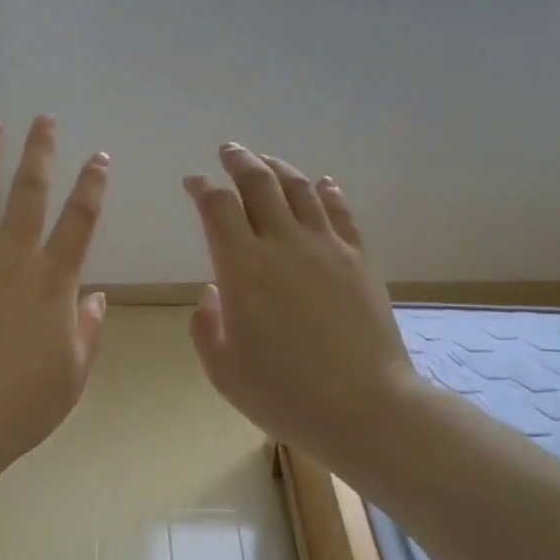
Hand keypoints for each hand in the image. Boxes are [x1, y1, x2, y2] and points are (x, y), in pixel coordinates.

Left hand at [0, 116, 109, 482]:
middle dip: (39, 152)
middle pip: (29, 192)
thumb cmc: (21, 405)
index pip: (81, 220)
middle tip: (43, 120)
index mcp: (53, 280)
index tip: (98, 156)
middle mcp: (12, 256)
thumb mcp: (72, 375)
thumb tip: (97, 298)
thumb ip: (88, 332)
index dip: (92, 185)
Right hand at [184, 145, 418, 469]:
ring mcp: (326, 248)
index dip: (202, 188)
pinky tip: (321, 184)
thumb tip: (214, 294)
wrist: (365, 408)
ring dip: (278, 168)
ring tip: (266, 160)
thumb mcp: (224, 371)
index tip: (193, 182)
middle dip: (239, 161)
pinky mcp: (358, 259)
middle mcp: (283, 245)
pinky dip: (326, 191)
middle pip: (259, 184)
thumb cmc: (285, 395)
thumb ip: (207, 327)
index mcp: (243, 269)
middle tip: (228, 151)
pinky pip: (340, 212)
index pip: (217, 208)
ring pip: (300, 189)